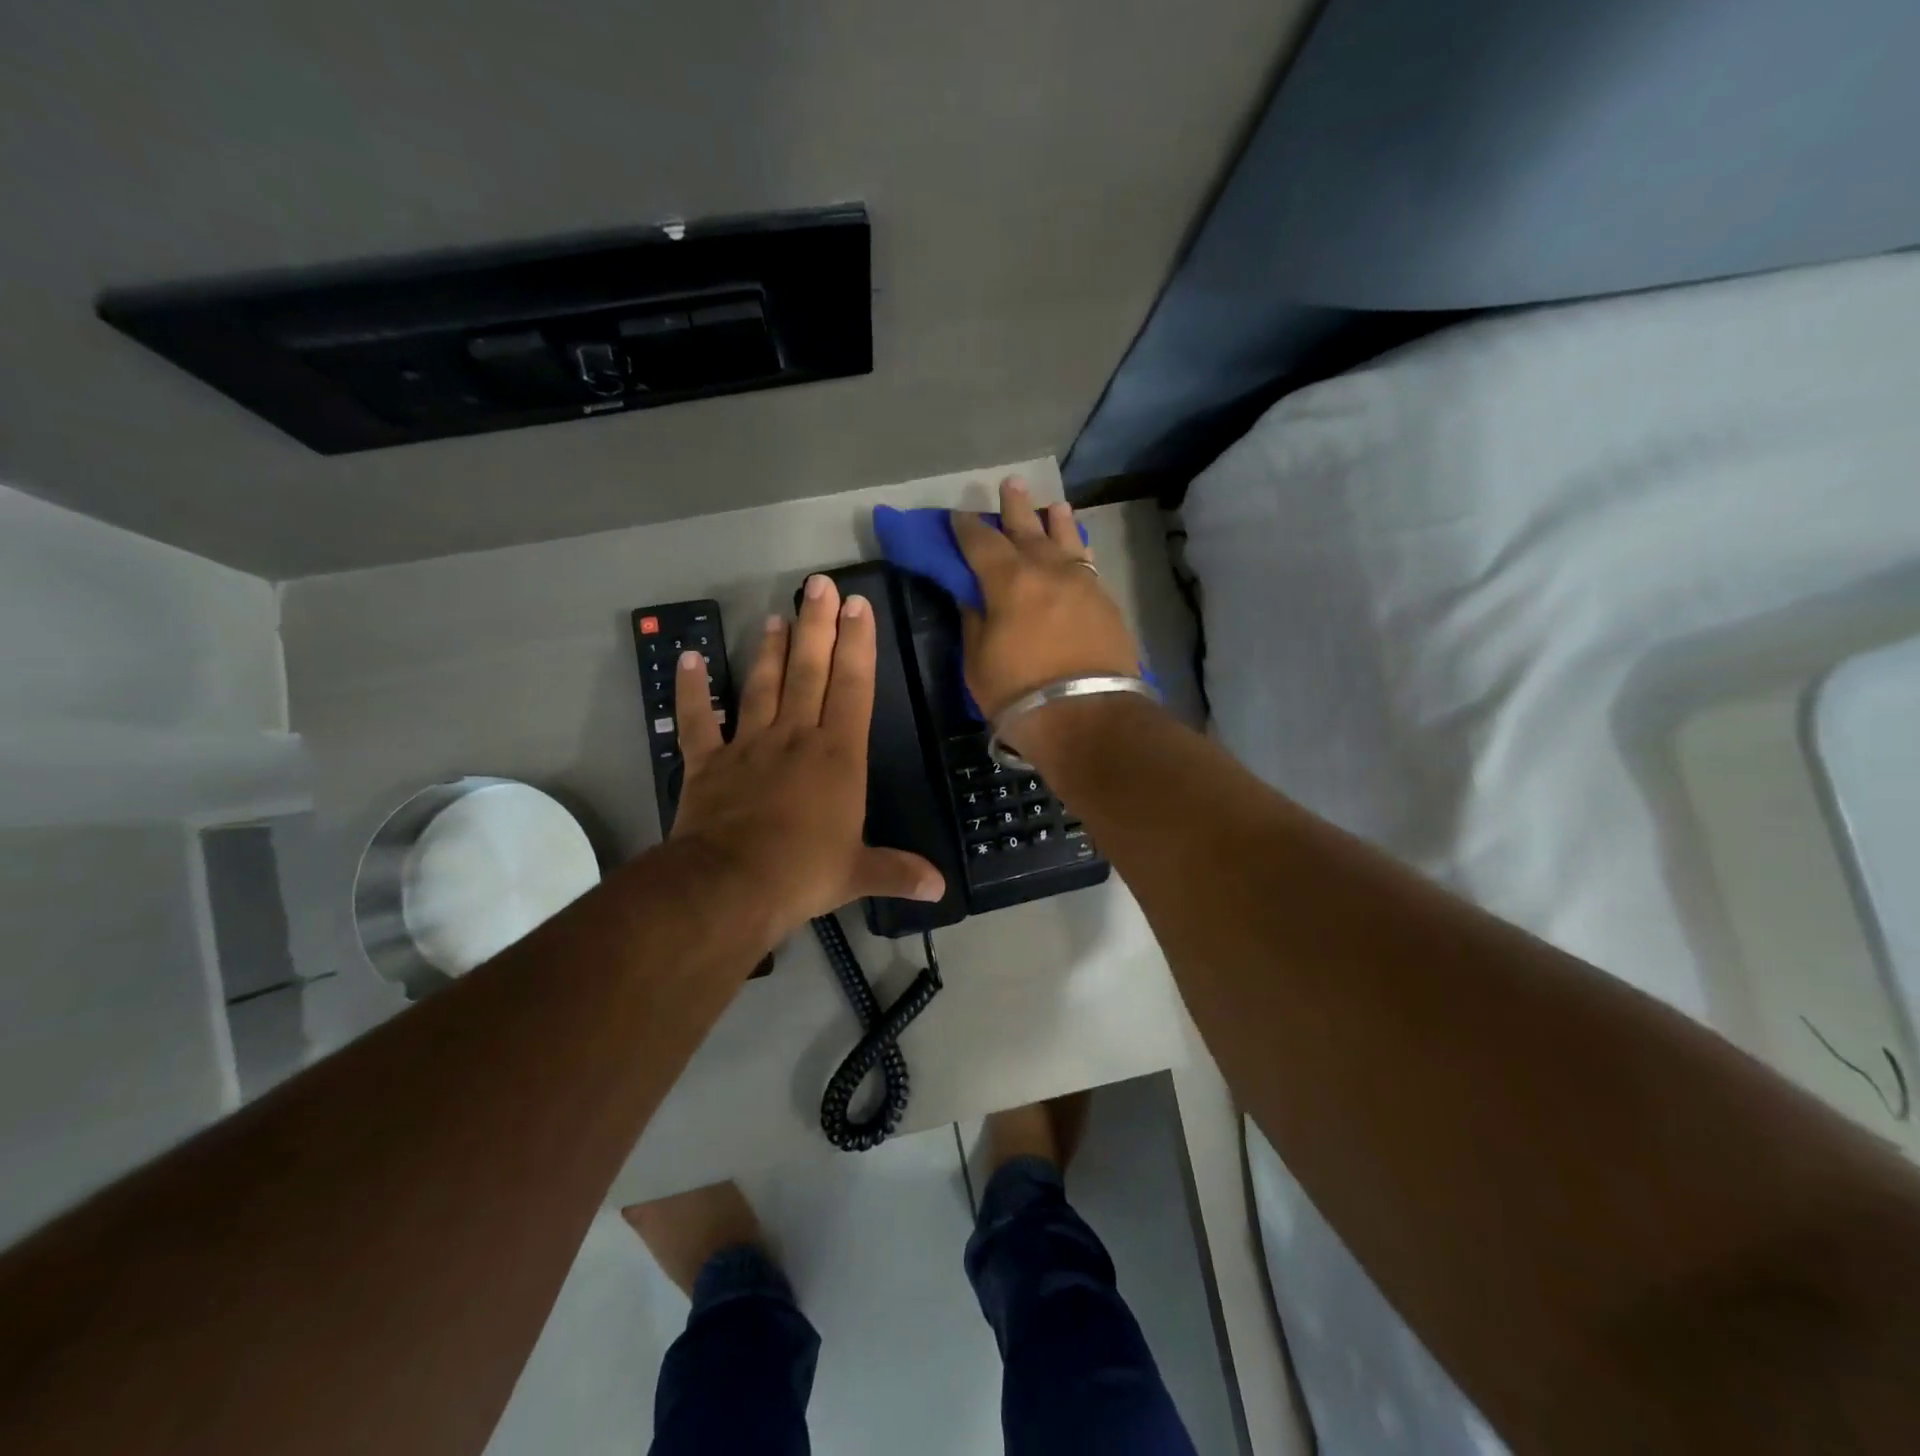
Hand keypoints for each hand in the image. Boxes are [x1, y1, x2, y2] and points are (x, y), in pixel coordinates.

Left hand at [668, 575, 945, 947]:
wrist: (730, 885)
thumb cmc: (803, 872)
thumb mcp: (858, 873)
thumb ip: (898, 871)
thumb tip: (940, 888)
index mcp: (837, 756)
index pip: (853, 688)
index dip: (857, 645)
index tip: (857, 606)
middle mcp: (795, 738)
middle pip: (808, 671)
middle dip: (816, 626)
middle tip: (818, 585)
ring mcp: (748, 745)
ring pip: (761, 686)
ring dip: (769, 650)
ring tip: (775, 617)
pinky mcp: (708, 762)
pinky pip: (697, 719)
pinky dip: (691, 689)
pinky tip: (688, 658)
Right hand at [951, 478, 1140, 748]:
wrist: (1088, 717)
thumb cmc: (1020, 693)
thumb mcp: (978, 662)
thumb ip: (975, 621)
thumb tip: (972, 596)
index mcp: (1008, 581)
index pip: (981, 542)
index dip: (967, 527)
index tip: (959, 515)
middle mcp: (1047, 570)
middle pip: (1028, 529)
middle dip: (1015, 507)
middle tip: (1010, 484)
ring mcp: (1082, 584)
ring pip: (1066, 541)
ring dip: (1055, 521)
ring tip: (1053, 506)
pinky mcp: (1106, 602)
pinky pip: (1088, 563)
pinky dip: (1078, 550)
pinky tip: (1078, 547)